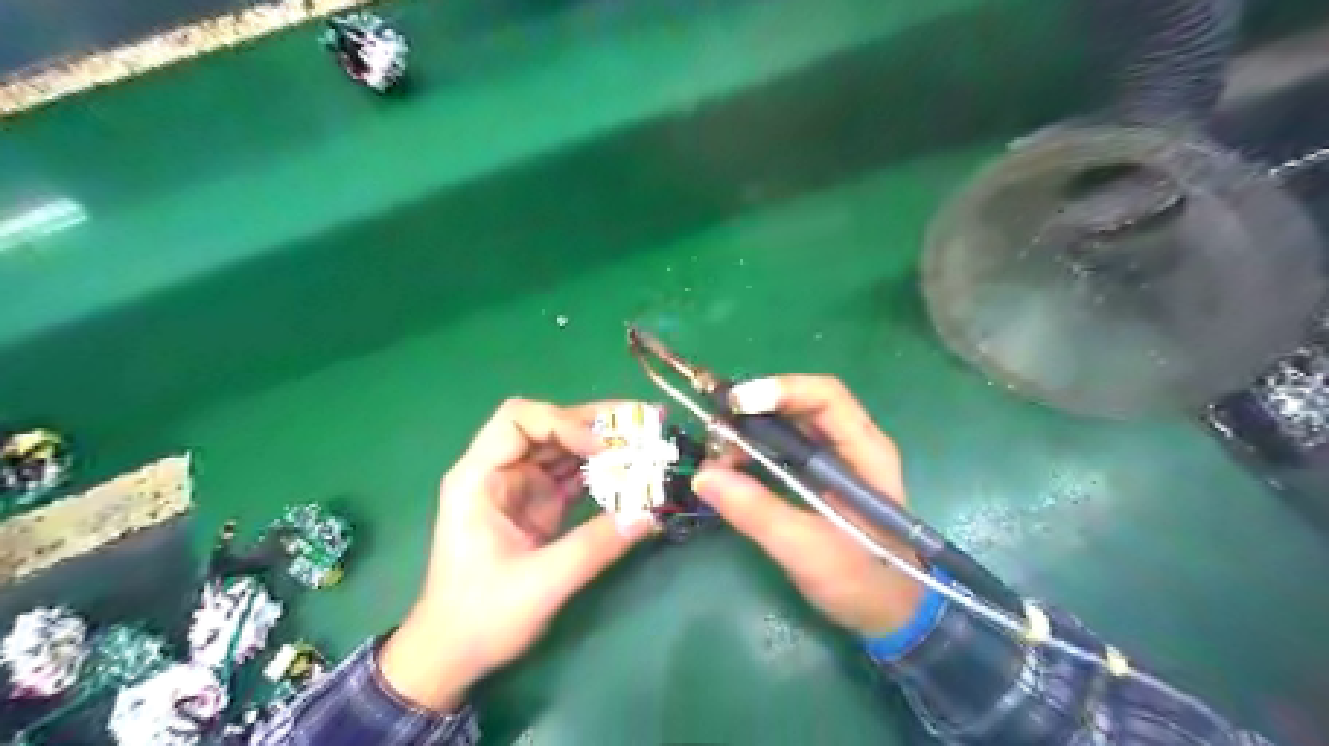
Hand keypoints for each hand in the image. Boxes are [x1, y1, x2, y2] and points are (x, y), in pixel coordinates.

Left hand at [376, 395, 654, 709]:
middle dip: (595, 423)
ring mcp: (520, 486)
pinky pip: (572, 475)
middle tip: (644, 421)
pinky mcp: (538, 504)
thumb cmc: (480, 617)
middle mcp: (498, 471)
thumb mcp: (540, 584)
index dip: (563, 423)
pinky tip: (632, 472)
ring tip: (647, 440)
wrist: (452, 655)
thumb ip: (594, 546)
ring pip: (564, 446)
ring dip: (604, 443)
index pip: (518, 420)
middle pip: (547, 425)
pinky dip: (602, 471)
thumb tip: (648, 514)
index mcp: (478, 478)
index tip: (603, 448)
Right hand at [686, 376, 926, 638]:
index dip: (781, 390)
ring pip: (788, 425)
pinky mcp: (818, 477)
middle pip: (801, 404)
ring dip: (750, 432)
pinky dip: (754, 452)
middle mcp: (851, 445)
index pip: (826, 396)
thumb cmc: (864, 582)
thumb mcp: (808, 550)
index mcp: (865, 452)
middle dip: (755, 411)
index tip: (736, 404)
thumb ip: (758, 512)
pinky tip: (731, 469)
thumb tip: (703, 476)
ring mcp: (834, 460)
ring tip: (718, 455)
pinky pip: (782, 449)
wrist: (891, 616)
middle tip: (716, 431)